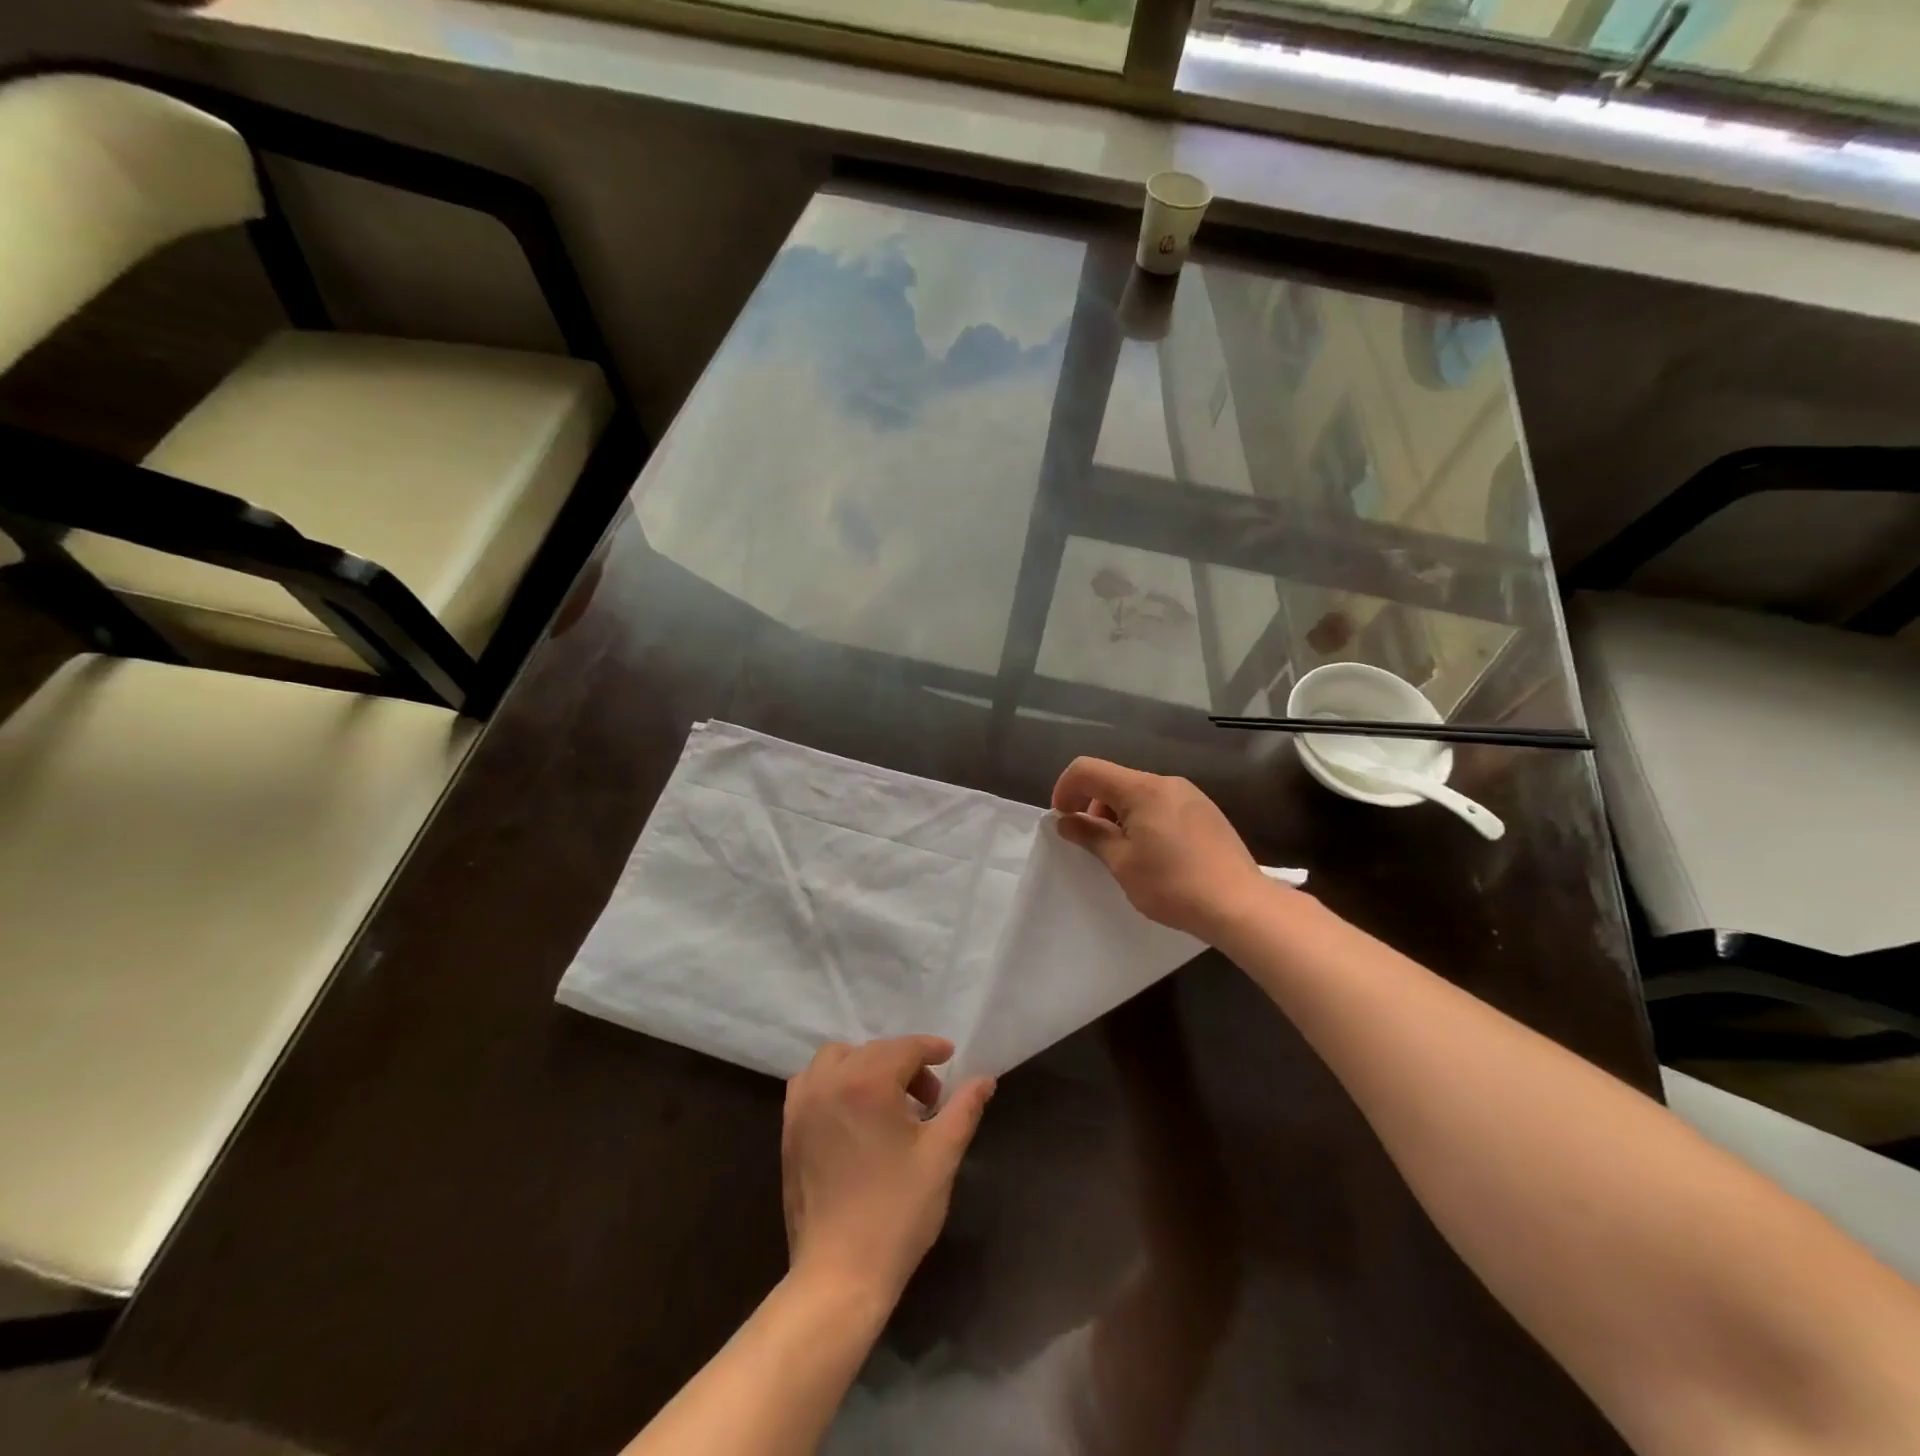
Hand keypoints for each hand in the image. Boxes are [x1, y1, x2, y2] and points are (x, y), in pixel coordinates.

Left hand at [782, 1036, 994, 1304]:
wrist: (839, 1275)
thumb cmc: (896, 1213)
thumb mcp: (941, 1157)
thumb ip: (964, 1109)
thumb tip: (985, 1080)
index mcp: (867, 1083)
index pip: (904, 1048)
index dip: (931, 1049)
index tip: (950, 1058)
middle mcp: (829, 1082)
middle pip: (872, 1051)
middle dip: (904, 1063)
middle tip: (928, 1099)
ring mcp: (803, 1105)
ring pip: (836, 1059)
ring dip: (865, 1066)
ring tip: (888, 1100)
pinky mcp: (788, 1129)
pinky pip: (810, 1083)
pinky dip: (833, 1082)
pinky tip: (852, 1112)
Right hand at [1051, 757, 1268, 939]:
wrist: (1240, 905)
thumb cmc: (1173, 885)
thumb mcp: (1122, 863)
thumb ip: (1090, 835)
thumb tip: (1065, 820)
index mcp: (1141, 789)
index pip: (1087, 770)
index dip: (1065, 790)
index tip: (1062, 821)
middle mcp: (1166, 782)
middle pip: (1114, 780)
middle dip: (1093, 806)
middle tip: (1094, 845)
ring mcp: (1190, 795)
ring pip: (1138, 793)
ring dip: (1119, 815)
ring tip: (1125, 853)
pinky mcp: (1205, 811)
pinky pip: (1162, 804)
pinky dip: (1144, 819)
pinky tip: (1155, 854)